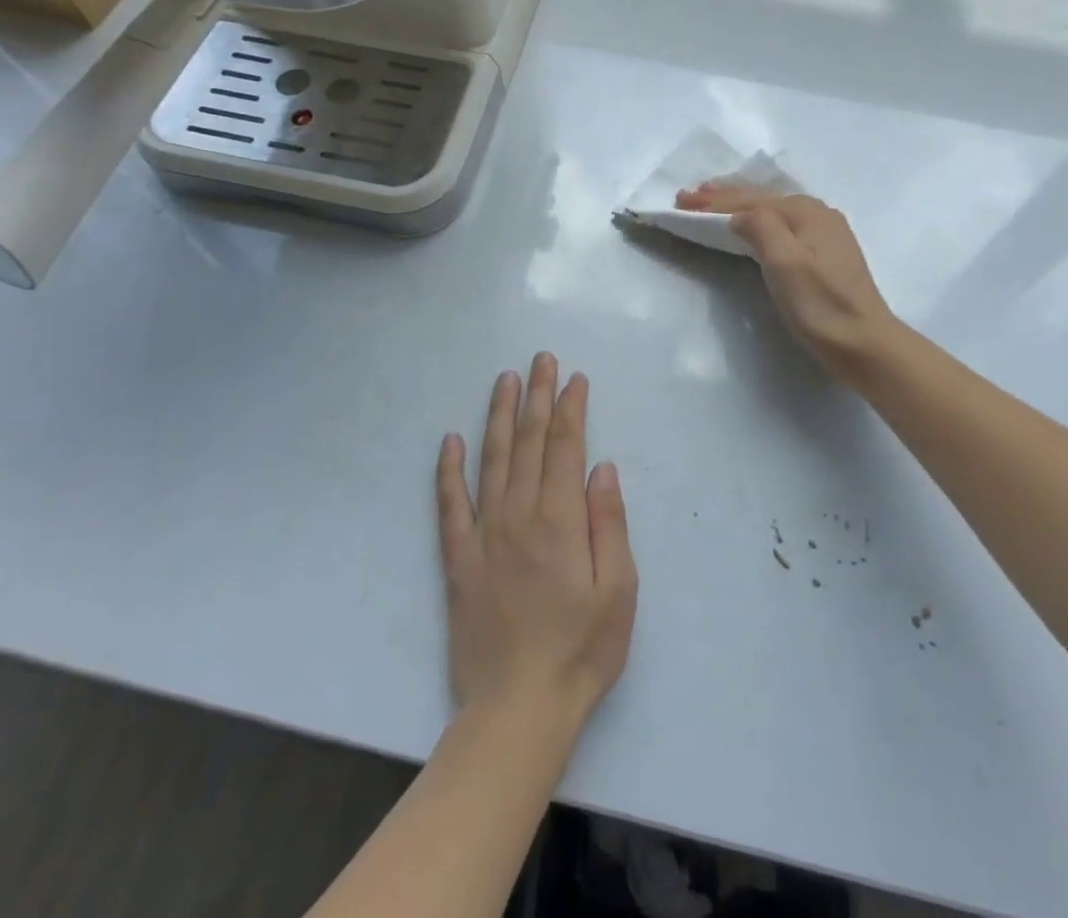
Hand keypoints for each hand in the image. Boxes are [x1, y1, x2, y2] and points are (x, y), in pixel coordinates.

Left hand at [436, 354, 637, 734]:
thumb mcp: (619, 589)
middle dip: (538, 396)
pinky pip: (450, 503)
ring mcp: (484, 533)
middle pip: (530, 441)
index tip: (575, 378)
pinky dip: (448, 469)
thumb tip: (601, 466)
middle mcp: (519, 513)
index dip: (571, 408)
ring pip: (492, 459)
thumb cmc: (581, 649)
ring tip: (504, 380)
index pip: (566, 446)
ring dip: (500, 416)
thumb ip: (609, 521)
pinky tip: (449, 440)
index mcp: (561, 519)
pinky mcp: (458, 558)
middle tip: (541, 359)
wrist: (517, 708)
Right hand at [674, 186, 899, 378]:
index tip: (680, 201)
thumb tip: (739, 214)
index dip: (713, 201)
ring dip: (738, 206)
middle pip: (761, 200)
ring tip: (710, 202)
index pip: (749, 201)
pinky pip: (781, 225)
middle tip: (688, 196)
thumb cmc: (821, 305)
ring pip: (772, 211)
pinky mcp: (826, 253)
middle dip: (723, 197)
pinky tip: (750, 223)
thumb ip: (761, 227)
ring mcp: (824, 233)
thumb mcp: (785, 263)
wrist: (865, 343)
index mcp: (806, 211)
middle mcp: (817, 213)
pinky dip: (757, 220)